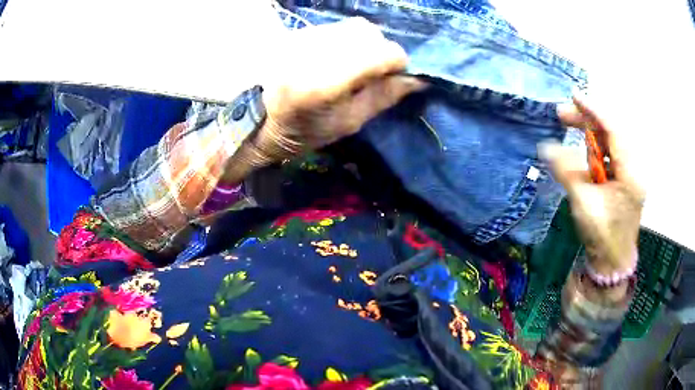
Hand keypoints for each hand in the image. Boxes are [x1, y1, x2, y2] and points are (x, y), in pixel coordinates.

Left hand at [254, 17, 425, 161]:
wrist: (258, 118)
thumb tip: (418, 79)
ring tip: (353, 66)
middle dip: (380, 51)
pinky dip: (346, 41)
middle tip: (372, 73)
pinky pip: (336, 28)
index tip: (394, 77)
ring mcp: (304, 37)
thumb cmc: (305, 130)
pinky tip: (336, 58)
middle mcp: (315, 49)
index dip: (397, 63)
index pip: (381, 51)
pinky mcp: (298, 32)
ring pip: (354, 26)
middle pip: (369, 32)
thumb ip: (385, 96)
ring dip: (364, 44)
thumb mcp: (349, 122)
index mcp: (327, 80)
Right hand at [541, 94, 644, 275]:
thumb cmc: (602, 237)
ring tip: (567, 126)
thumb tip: (546, 147)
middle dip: (588, 121)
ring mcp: (628, 174)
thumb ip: (568, 173)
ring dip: (589, 133)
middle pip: (611, 132)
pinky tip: (579, 149)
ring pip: (609, 142)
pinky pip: (607, 155)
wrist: (611, 262)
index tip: (575, 96)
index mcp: (630, 174)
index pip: (614, 131)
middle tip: (562, 115)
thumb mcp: (584, 205)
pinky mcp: (622, 179)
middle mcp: (633, 169)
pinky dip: (592, 147)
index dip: (595, 111)